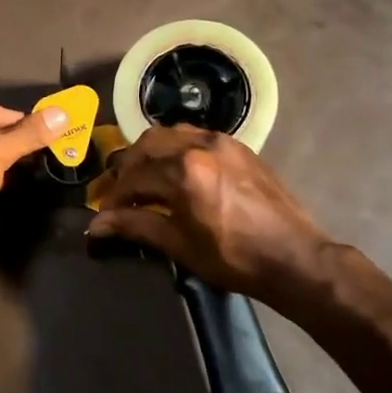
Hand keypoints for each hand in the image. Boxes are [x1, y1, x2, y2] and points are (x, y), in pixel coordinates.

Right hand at [88, 126, 330, 299]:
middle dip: (129, 167)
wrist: (294, 257)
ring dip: (151, 153)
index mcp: (183, 171)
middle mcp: (199, 145)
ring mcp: (222, 141)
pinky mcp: (239, 146)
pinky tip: (178, 173)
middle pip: (147, 144)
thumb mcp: (179, 245)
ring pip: (171, 134)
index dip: (115, 197)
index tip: (106, 215)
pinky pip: (196, 136)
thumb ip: (136, 226)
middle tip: (122, 194)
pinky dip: (177, 149)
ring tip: (147, 180)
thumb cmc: (233, 258)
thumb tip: (97, 225)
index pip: (133, 177)